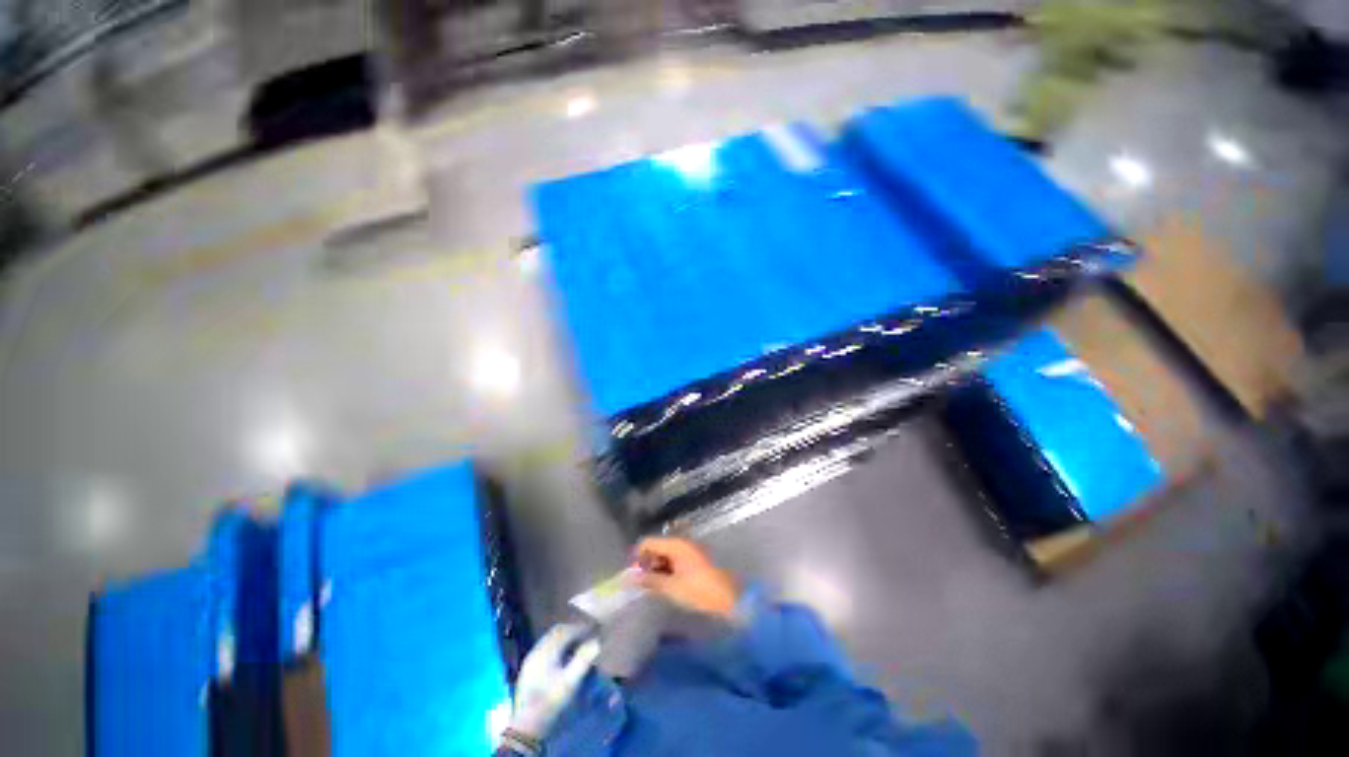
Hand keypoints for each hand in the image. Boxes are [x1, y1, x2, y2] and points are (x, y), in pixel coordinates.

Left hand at [508, 623, 601, 743]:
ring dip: (565, 637)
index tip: (594, 630)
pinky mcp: (529, 668)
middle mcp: (537, 650)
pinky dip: (557, 645)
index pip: (566, 631)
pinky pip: (545, 648)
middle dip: (573, 630)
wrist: (527, 726)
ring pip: (550, 639)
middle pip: (556, 632)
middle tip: (586, 634)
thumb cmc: (550, 703)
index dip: (581, 628)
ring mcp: (531, 659)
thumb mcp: (570, 683)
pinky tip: (563, 656)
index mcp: (546, 651)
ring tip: (577, 644)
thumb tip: (597, 642)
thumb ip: (583, 660)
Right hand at [634, 537, 739, 620]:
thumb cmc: (698, 592)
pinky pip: (676, 559)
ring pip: (666, 554)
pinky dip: (668, 569)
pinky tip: (667, 585)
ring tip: (654, 587)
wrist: (729, 599)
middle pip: (657, 546)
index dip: (637, 557)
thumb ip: (649, 580)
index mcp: (676, 544)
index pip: (648, 542)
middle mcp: (682, 542)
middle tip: (642, 584)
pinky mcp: (696, 559)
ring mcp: (690, 550)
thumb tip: (629, 578)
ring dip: (658, 567)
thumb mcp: (670, 587)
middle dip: (647, 563)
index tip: (632, 576)